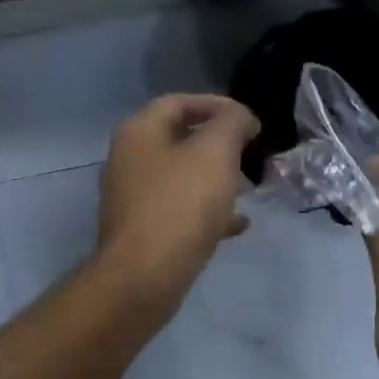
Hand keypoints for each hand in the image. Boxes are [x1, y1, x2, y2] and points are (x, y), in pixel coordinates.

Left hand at [97, 94, 259, 309]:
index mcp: (138, 132)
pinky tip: (237, 225)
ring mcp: (132, 199)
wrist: (143, 276)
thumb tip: (240, 118)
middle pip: (179, 141)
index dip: (217, 105)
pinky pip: (179, 212)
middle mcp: (128, 160)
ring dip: (216, 180)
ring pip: (181, 179)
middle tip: (251, 156)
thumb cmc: (180, 205)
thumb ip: (232, 124)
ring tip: (249, 190)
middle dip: (219, 146)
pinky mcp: (142, 232)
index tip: (250, 122)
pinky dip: (207, 212)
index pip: (178, 102)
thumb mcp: (215, 152)